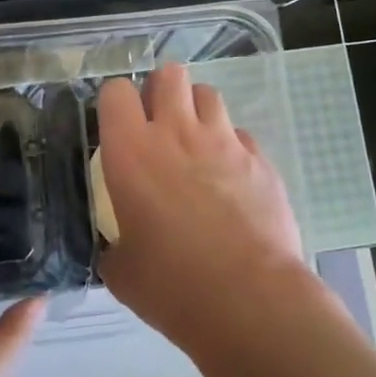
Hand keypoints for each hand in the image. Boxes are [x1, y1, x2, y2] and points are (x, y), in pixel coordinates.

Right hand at [96, 63, 308, 354]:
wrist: (250, 301)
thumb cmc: (172, 285)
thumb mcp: (120, 270)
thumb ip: (114, 243)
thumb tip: (119, 245)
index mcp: (131, 152)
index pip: (115, 91)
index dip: (114, 104)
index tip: (116, 127)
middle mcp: (177, 133)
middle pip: (169, 75)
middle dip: (160, 91)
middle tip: (156, 125)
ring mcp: (225, 142)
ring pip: (208, 94)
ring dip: (196, 111)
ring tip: (194, 144)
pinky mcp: (261, 161)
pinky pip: (240, 135)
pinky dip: (231, 147)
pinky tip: (229, 179)